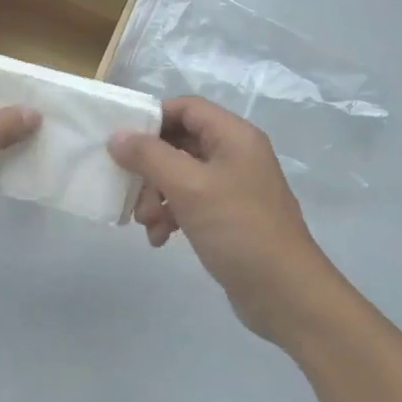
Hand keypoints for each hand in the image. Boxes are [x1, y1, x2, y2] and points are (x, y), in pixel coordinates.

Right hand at [109, 97, 340, 341]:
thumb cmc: (238, 229)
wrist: (284, 293)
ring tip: (147, 224)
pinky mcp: (228, 218)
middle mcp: (235, 155)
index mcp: (234, 137)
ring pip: (179, 176)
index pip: (186, 108)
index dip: (152, 119)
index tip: (122, 144)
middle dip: (150, 168)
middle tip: (133, 194)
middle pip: (179, 144)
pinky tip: (160, 240)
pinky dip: (170, 217)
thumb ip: (149, 157)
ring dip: (156, 196)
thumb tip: (117, 137)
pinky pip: (189, 204)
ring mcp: (232, 188)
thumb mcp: (189, 188)